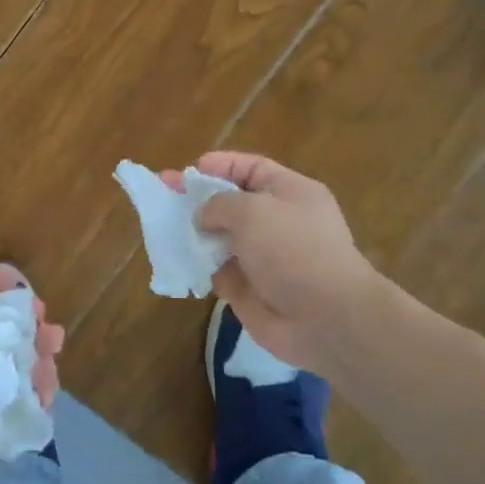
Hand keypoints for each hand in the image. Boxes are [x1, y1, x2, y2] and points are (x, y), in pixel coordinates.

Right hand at [172, 152, 386, 374]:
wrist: (324, 317)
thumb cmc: (292, 249)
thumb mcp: (253, 210)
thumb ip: (219, 204)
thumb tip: (203, 217)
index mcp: (290, 192)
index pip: (250, 168)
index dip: (219, 165)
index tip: (188, 171)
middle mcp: (277, 221)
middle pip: (231, 202)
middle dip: (197, 198)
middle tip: (162, 193)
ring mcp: (262, 256)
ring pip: (219, 237)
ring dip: (193, 232)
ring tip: (161, 226)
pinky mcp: (248, 287)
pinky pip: (216, 269)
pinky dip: (197, 265)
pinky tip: (174, 259)